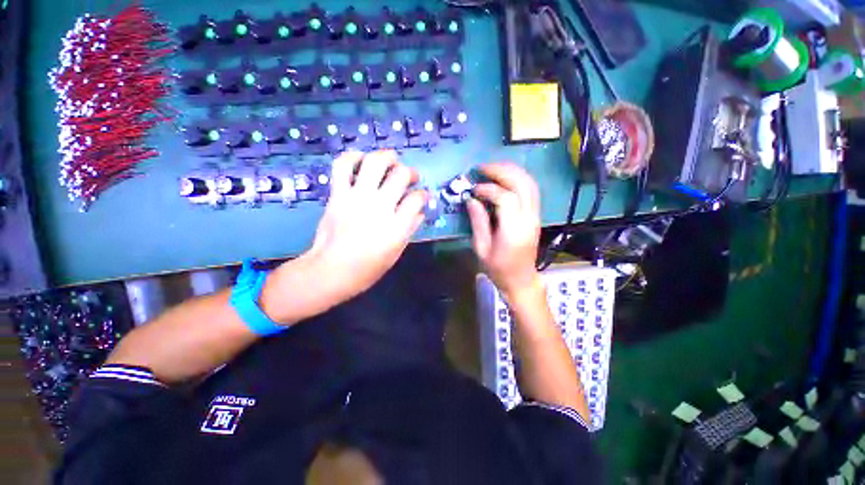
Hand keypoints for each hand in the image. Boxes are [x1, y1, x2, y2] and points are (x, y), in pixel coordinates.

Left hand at [306, 150, 427, 302]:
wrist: (331, 271)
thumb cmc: (368, 268)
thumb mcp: (396, 252)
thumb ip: (409, 229)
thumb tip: (419, 212)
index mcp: (397, 225)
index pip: (417, 198)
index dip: (423, 194)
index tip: (421, 196)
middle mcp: (380, 206)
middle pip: (401, 175)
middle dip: (410, 172)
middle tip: (410, 176)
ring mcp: (357, 198)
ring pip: (375, 163)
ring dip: (387, 157)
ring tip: (391, 160)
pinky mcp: (338, 194)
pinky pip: (343, 166)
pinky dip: (352, 157)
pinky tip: (361, 159)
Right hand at [467, 163, 541, 298]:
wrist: (521, 280)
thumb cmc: (498, 269)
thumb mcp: (481, 249)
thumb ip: (478, 222)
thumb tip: (471, 199)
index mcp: (513, 231)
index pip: (506, 198)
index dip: (489, 189)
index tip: (474, 190)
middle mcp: (529, 219)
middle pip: (522, 184)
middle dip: (502, 171)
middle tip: (482, 168)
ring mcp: (535, 216)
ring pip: (530, 183)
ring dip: (512, 171)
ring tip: (492, 168)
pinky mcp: (536, 215)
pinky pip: (531, 190)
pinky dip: (518, 178)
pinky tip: (505, 177)